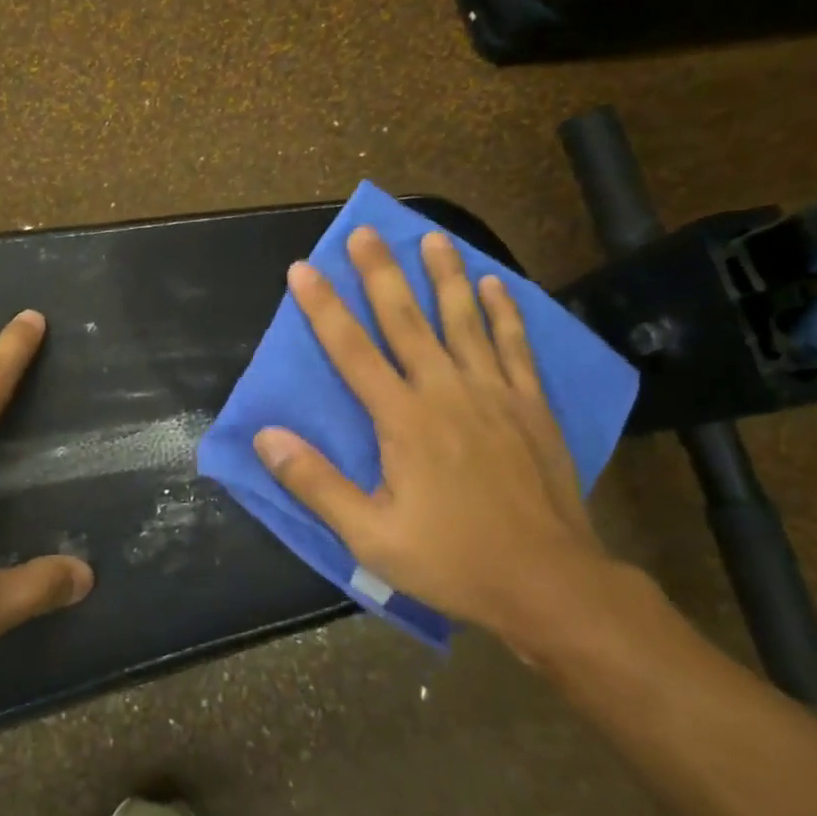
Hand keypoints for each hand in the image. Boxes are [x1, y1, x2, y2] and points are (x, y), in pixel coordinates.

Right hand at [252, 226, 622, 650]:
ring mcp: (495, 394)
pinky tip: (494, 286)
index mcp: (404, 419)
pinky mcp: (531, 407)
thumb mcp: (369, 535)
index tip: (303, 269)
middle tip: (365, 230)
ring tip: (431, 237)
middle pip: (407, 320)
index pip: (352, 351)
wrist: (550, 584)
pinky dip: (504, 313)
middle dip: (381, 272)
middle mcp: (447, 392)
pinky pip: (515, 346)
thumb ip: (315, 482)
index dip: (324, 307)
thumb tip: (266, 436)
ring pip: (464, 321)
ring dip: (445, 276)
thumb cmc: (452, 560)